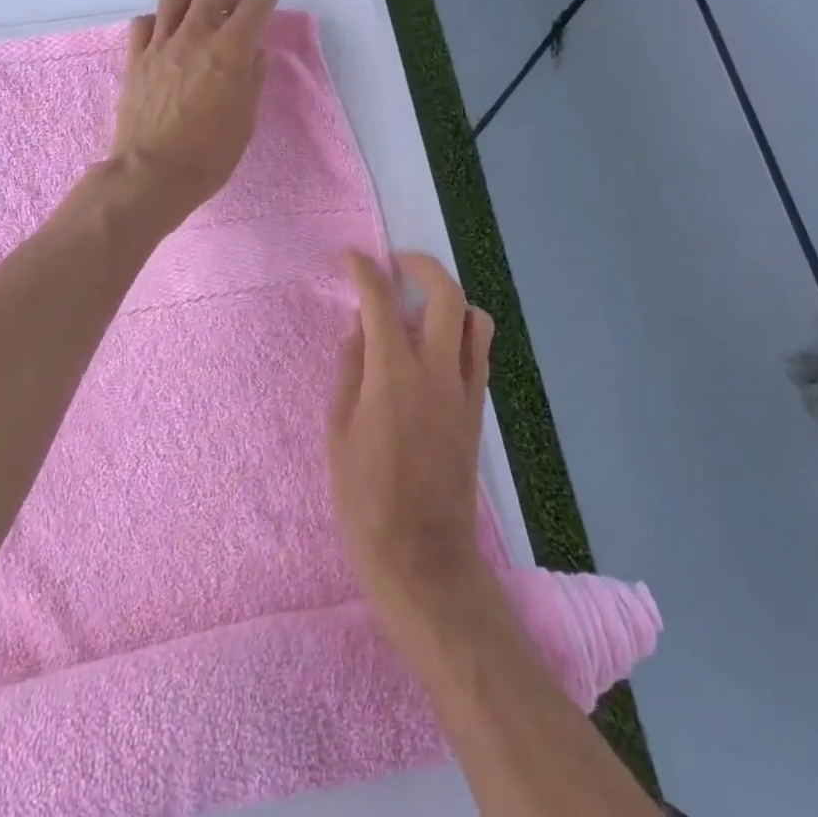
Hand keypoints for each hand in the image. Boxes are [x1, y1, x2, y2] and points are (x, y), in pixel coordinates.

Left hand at [109, 0, 281, 232]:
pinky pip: (143, 22)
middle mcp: (194, 38)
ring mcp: (160, 46)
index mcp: (229, 52)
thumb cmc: (210, 155)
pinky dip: (158, 21)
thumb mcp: (245, 121)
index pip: (254, 8)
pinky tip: (166, 38)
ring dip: (192, 0)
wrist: (153, 174)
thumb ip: (253, 80)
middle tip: (235, 12)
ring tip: (198, 19)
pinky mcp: (135, 59)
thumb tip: (259, 52)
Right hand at [328, 250, 499, 656]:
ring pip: (474, 320)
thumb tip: (360, 330)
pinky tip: (433, 346)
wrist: (424, 559)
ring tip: (420, 304)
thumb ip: (350, 372)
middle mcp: (437, 372)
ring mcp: (465, 390)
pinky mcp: (478, 411)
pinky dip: (459, 332)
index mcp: (394, 376)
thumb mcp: (340, 433)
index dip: (366, 272)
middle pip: (446, 295)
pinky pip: (476, 353)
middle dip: (422, 266)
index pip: (382, 303)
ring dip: (449, 298)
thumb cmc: (366, 501)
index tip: (353, 257)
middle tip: (396, 263)